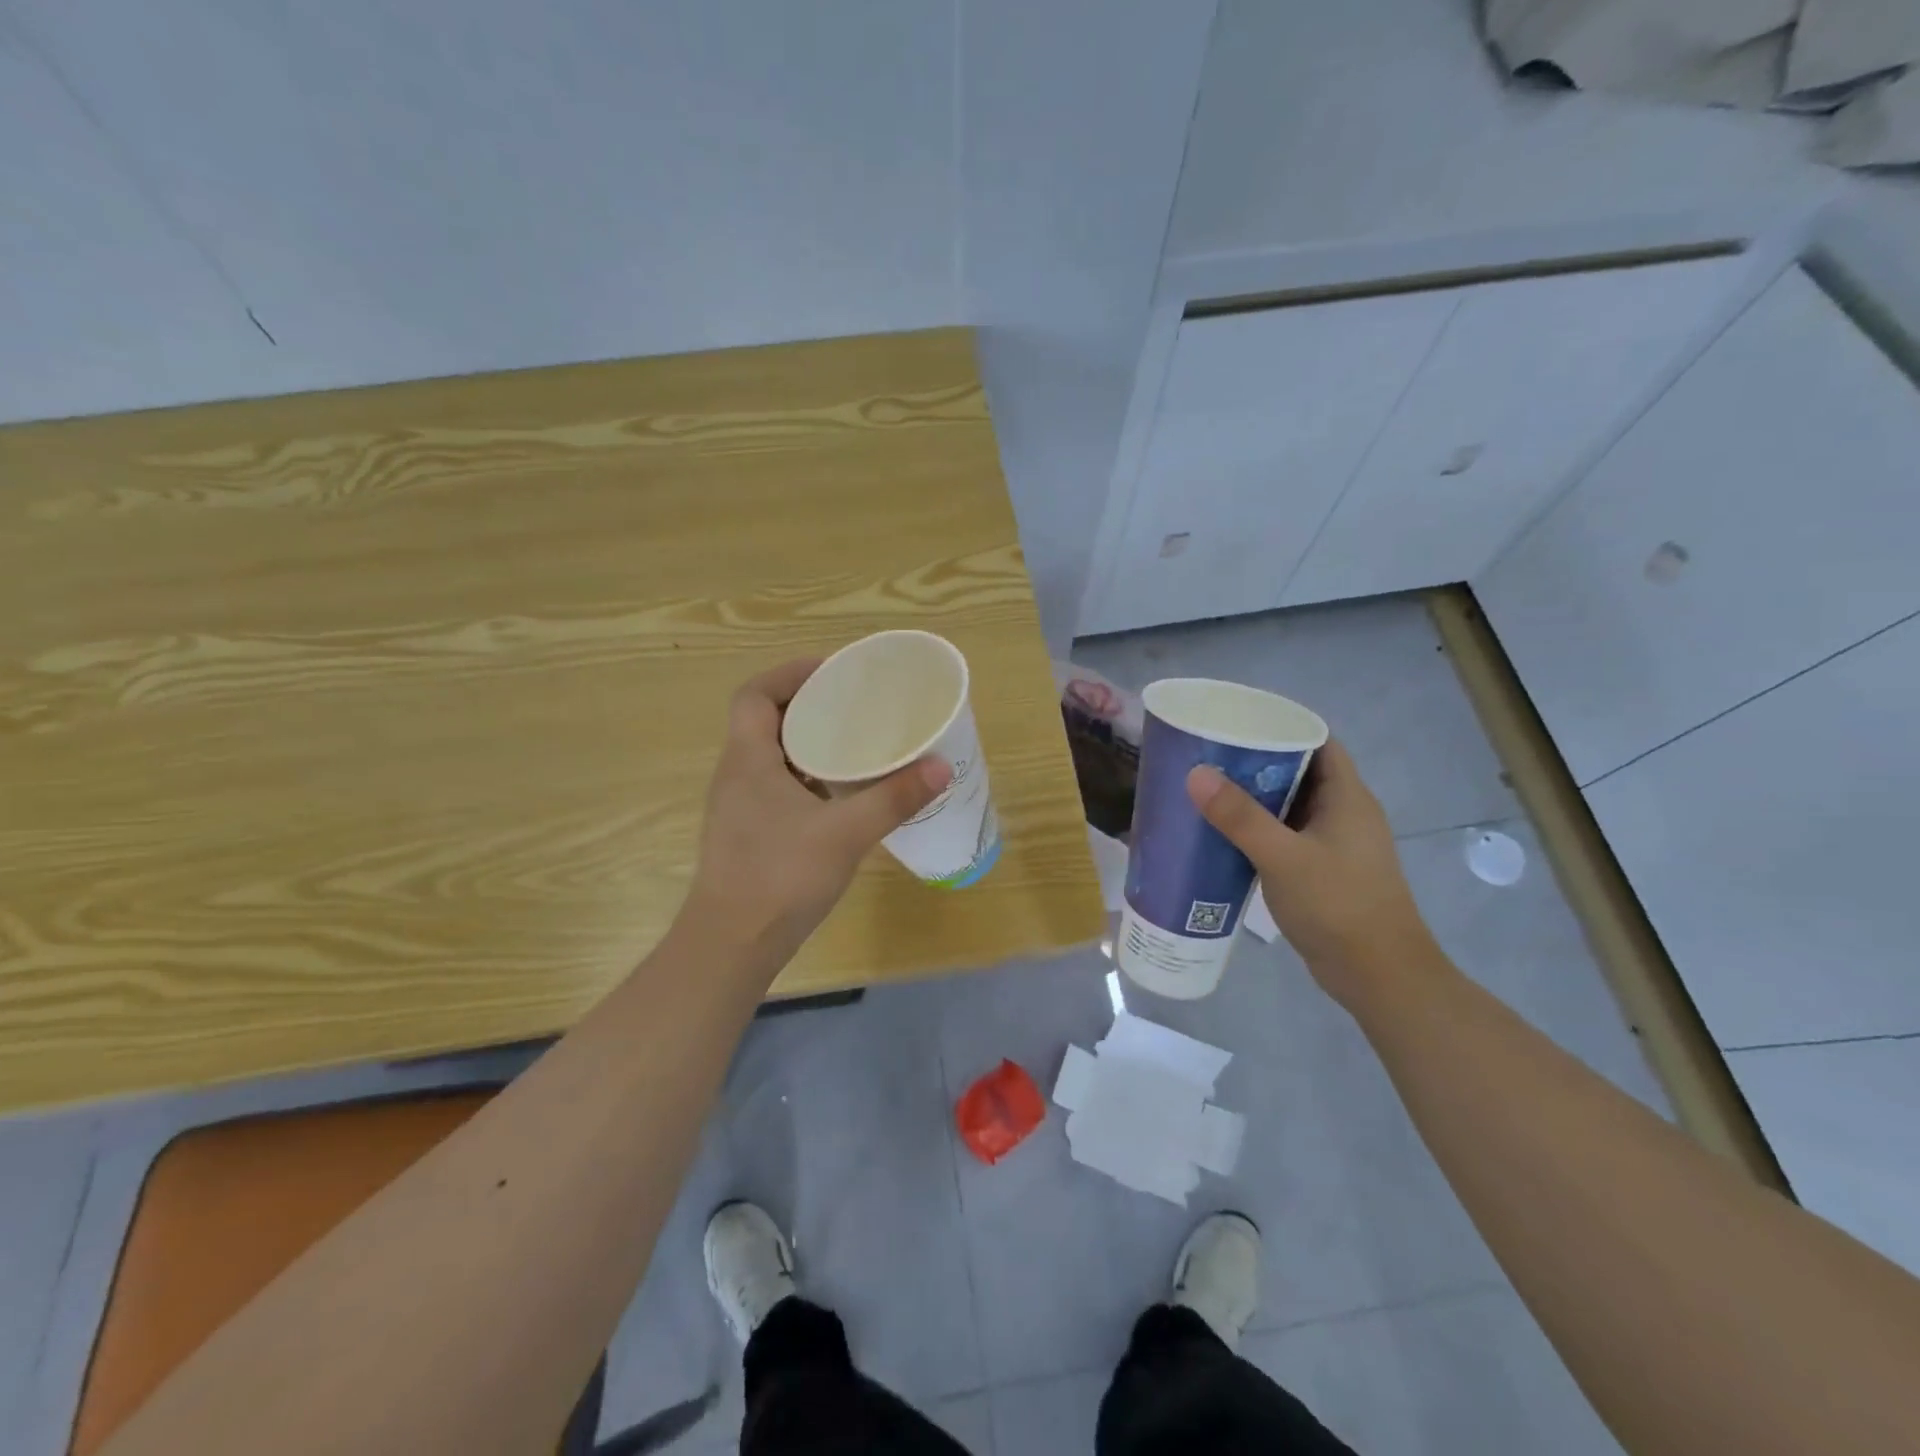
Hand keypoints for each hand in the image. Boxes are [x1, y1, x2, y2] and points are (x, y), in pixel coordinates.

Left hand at [685, 658, 950, 966]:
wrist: (732, 945)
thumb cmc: (780, 877)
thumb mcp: (845, 833)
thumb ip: (893, 798)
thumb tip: (941, 766)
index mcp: (748, 759)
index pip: (754, 694)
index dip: (789, 674)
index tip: (832, 673)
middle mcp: (736, 774)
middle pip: (766, 720)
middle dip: (808, 706)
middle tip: (855, 706)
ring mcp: (739, 807)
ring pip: (772, 756)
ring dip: (808, 743)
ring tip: (854, 743)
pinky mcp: (748, 833)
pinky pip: (776, 786)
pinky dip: (806, 777)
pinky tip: (840, 794)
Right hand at [1186, 740, 1437, 1005]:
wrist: (1379, 977)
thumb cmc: (1339, 906)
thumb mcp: (1284, 858)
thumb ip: (1240, 817)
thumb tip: (1195, 773)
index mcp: (1347, 797)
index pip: (1318, 741)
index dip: (1281, 725)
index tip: (1236, 722)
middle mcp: (1343, 813)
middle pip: (1298, 771)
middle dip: (1255, 761)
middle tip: (1208, 755)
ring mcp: (1332, 844)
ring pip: (1288, 806)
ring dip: (1253, 798)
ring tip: (1206, 789)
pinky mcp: (1320, 871)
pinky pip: (1284, 836)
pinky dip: (1256, 830)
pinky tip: (1222, 835)